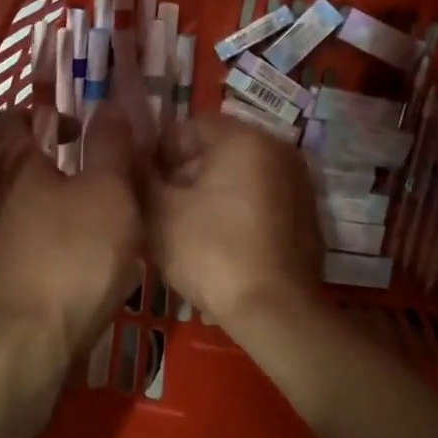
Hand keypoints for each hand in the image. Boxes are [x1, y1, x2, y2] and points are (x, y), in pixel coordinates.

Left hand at [0, 106, 142, 362]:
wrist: (29, 344)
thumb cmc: (74, 255)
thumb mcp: (109, 191)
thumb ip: (110, 145)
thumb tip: (107, 104)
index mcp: (15, 164)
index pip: (14, 117)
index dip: (45, 111)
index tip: (79, 125)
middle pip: (14, 160)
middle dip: (51, 156)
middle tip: (95, 167)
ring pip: (18, 201)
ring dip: (50, 197)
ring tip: (93, 211)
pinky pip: (20, 237)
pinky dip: (44, 233)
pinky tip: (75, 252)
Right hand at [146, 115, 323, 331]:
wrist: (276, 311)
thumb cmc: (211, 251)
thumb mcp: (159, 212)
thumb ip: (141, 176)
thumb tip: (132, 157)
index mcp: (243, 138)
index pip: (188, 126)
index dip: (156, 153)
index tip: (141, 184)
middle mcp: (277, 149)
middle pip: (216, 149)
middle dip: (184, 173)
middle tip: (159, 208)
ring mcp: (298, 183)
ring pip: (239, 176)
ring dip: (209, 193)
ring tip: (185, 228)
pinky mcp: (306, 215)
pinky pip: (260, 200)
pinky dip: (237, 211)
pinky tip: (219, 243)